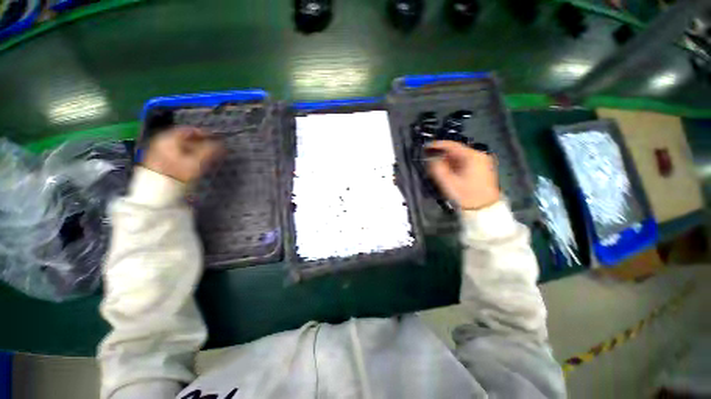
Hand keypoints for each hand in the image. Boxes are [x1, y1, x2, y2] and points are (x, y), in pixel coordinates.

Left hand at [143, 126, 221, 182]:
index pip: (189, 130)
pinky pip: (177, 154)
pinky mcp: (159, 162)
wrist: (157, 192)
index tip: (217, 139)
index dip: (204, 133)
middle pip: (184, 138)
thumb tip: (221, 144)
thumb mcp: (197, 161)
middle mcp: (162, 142)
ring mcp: (159, 152)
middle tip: (214, 149)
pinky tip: (196, 162)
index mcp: (169, 138)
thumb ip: (210, 150)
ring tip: (208, 156)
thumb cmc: (177, 173)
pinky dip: (188, 155)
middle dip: (201, 142)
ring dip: (195, 150)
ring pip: (181, 147)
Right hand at [426, 140, 499, 210]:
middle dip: (442, 154)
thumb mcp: (448, 182)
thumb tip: (431, 159)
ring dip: (447, 161)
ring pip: (460, 157)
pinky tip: (448, 172)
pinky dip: (455, 165)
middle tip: (430, 160)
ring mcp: (482, 162)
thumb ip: (437, 168)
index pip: (452, 145)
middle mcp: (479, 155)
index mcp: (472, 156)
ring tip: (437, 167)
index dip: (437, 145)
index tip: (425, 147)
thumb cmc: (465, 195)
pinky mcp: (482, 168)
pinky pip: (465, 162)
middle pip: (456, 150)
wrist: (484, 209)